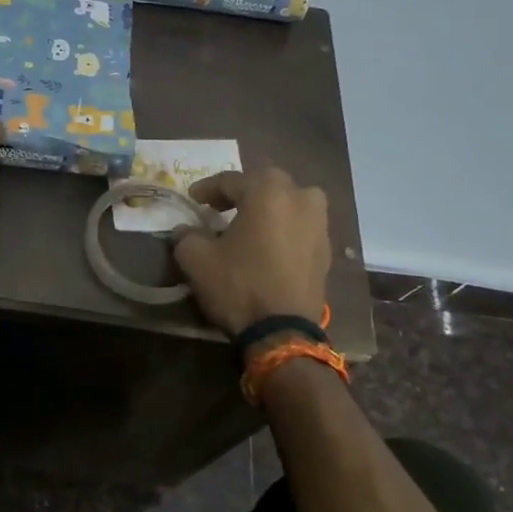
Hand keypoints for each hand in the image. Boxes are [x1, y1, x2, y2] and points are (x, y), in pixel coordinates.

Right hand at [172, 166, 329, 338]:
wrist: (283, 331)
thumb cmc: (238, 285)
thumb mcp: (196, 259)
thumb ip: (186, 236)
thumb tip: (186, 230)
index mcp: (267, 192)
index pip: (231, 180)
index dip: (207, 188)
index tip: (192, 200)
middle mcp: (300, 198)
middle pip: (266, 183)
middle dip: (242, 191)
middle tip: (220, 206)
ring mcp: (319, 224)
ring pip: (291, 201)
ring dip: (269, 206)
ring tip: (249, 222)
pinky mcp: (326, 249)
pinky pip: (301, 225)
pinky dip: (284, 227)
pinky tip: (268, 244)